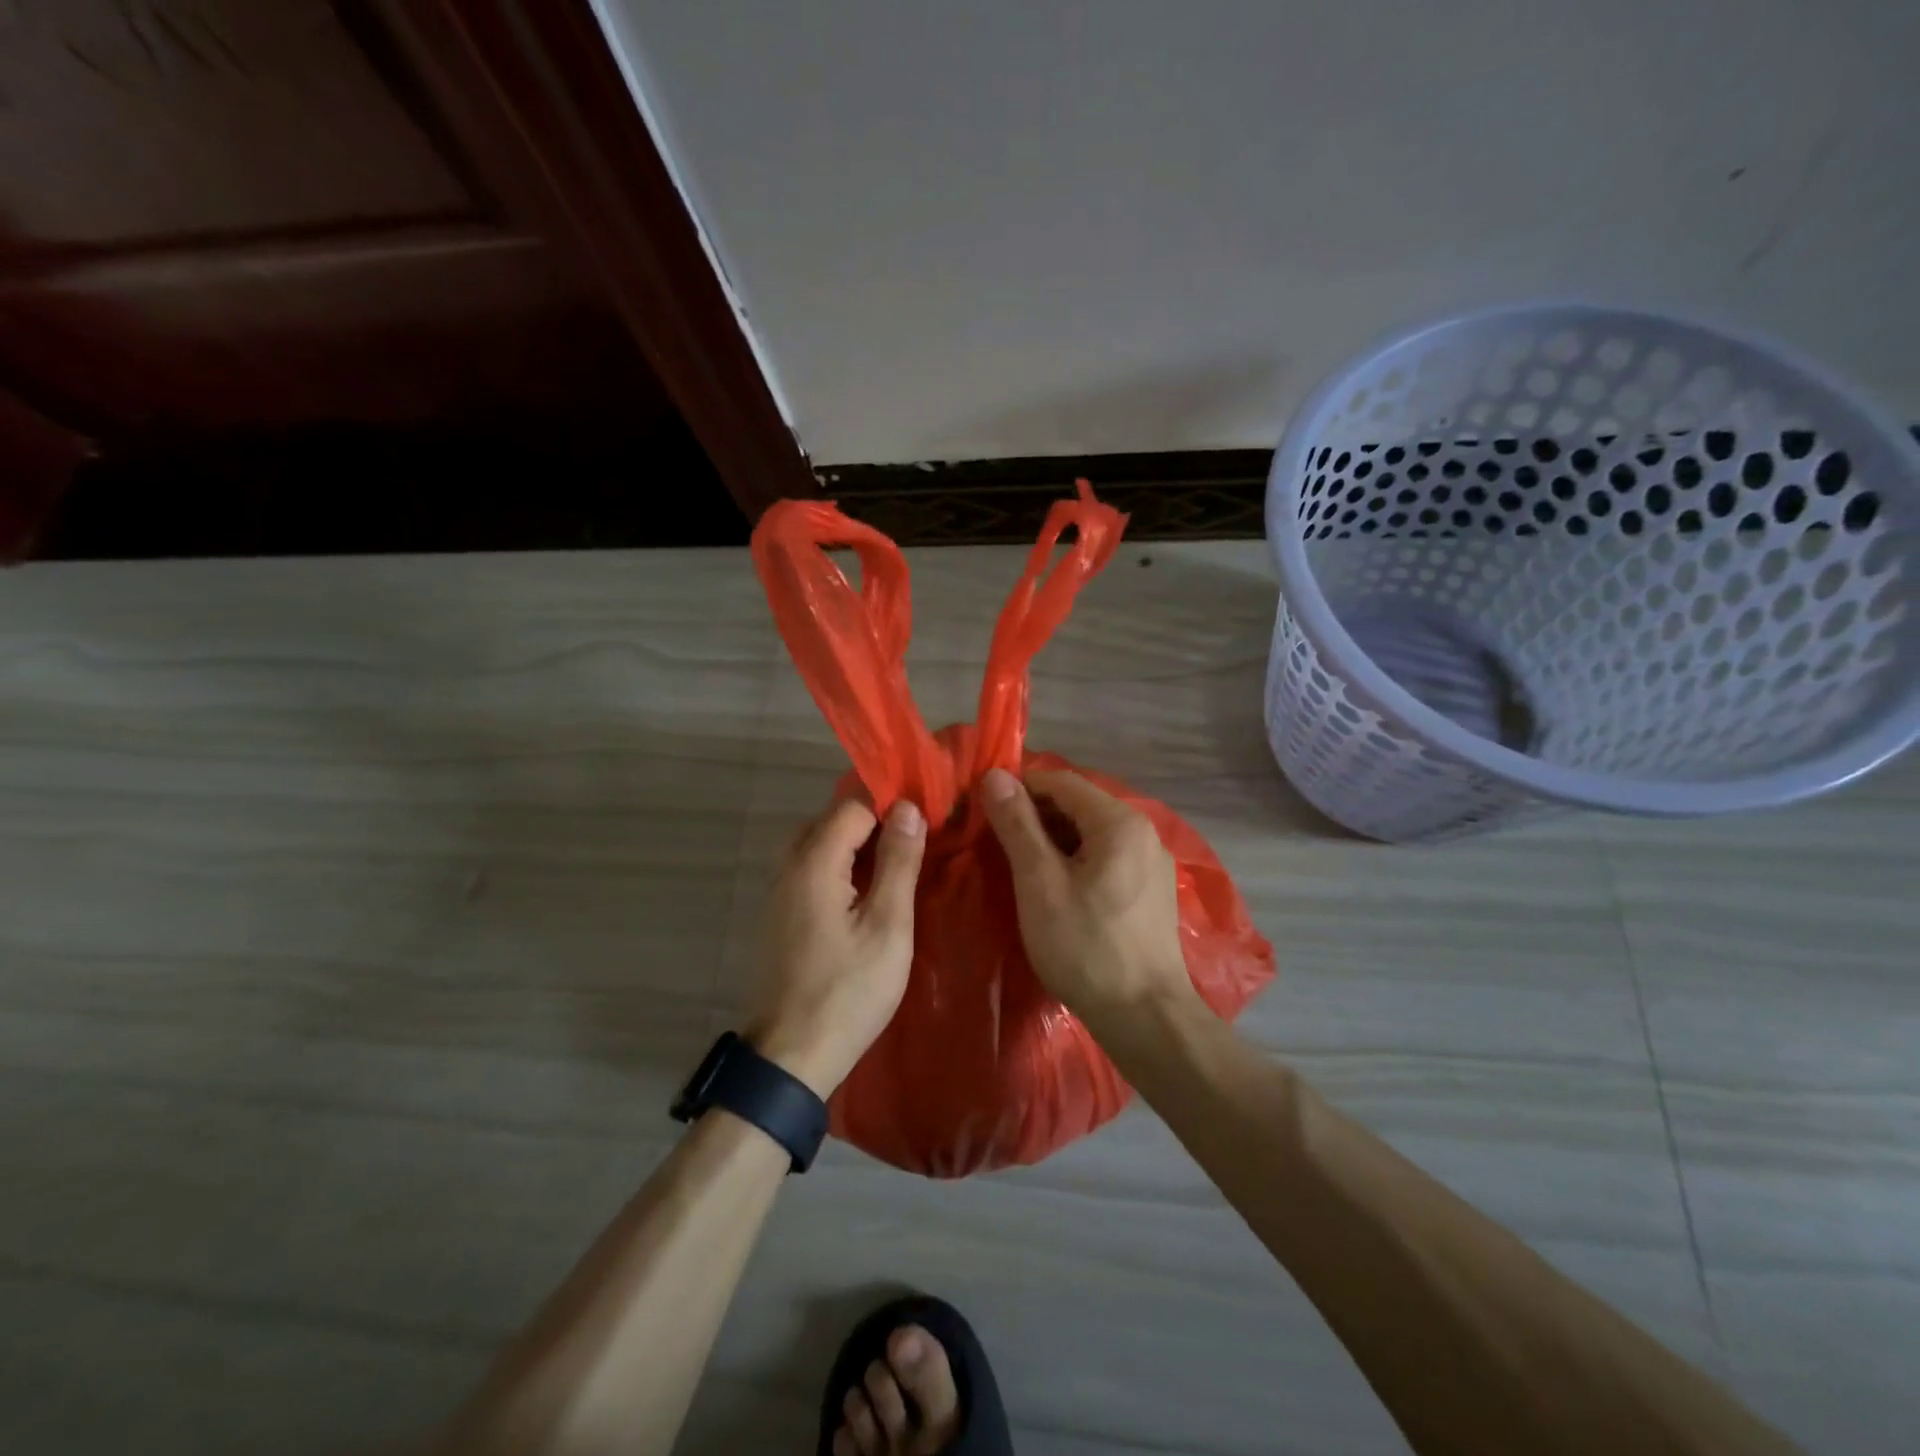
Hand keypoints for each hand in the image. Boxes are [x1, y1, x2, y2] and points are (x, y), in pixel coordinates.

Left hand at [743, 796, 926, 1097]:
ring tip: (893, 867)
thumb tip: (907, 807)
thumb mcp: (888, 926)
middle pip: (829, 821)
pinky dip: (836, 870)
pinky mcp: (775, 920)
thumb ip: (897, 862)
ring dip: (853, 847)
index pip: (852, 805)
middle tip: (912, 843)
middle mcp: (786, 869)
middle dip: (871, 822)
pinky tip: (862, 897)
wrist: (789, 1058)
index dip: (889, 804)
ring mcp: (775, 895)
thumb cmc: (847, 991)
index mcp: (813, 863)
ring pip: (815, 847)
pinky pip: (807, 874)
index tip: (925, 816)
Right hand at [980, 767, 1198, 1030]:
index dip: (1019, 788)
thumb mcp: (1040, 883)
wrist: (1146, 1017)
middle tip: (997, 844)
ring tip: (1021, 868)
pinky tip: (1057, 890)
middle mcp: (1143, 830)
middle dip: (1035, 816)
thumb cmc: (1086, 946)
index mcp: (1119, 820)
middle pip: (1079, 804)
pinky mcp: (1152, 890)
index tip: (985, 812)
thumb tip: (994, 775)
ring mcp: (1152, 862)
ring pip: (1092, 832)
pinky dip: (1077, 861)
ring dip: (1054, 840)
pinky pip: (1107, 857)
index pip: (1060, 780)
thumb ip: (1017, 825)